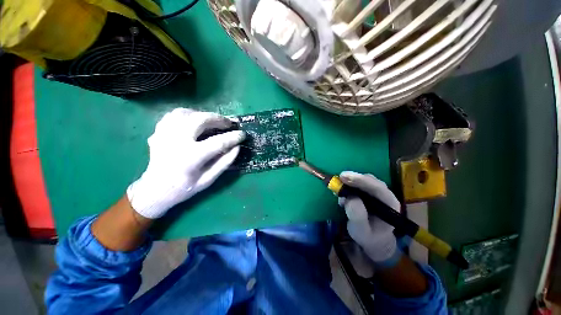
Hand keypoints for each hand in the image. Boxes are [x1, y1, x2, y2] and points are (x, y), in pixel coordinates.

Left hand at [127, 108, 245, 218]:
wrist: (154, 190)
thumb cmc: (184, 188)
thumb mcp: (208, 180)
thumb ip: (224, 163)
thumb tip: (237, 147)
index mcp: (191, 157)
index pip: (219, 142)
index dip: (234, 137)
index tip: (243, 134)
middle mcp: (176, 141)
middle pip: (200, 120)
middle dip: (219, 119)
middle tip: (229, 124)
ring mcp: (165, 134)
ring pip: (186, 113)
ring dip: (203, 114)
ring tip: (213, 121)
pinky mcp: (159, 132)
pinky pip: (174, 115)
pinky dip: (187, 114)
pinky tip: (195, 120)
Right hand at [338, 171, 401, 266]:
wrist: (373, 238)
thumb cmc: (369, 236)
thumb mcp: (361, 231)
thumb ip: (357, 216)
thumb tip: (350, 198)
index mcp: (390, 204)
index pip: (377, 188)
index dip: (360, 180)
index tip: (344, 177)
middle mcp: (385, 195)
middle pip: (370, 180)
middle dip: (354, 178)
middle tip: (338, 178)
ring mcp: (377, 192)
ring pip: (364, 180)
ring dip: (350, 181)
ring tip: (338, 189)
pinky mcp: (368, 191)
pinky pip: (359, 183)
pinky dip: (348, 184)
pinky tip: (341, 191)